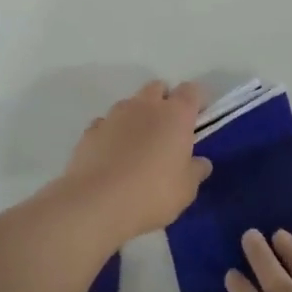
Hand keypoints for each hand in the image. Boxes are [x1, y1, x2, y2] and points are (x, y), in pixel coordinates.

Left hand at [58, 81, 210, 243]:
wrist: (96, 203)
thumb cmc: (152, 193)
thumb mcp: (186, 189)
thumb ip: (195, 171)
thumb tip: (201, 162)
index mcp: (176, 115)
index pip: (191, 91)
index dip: (196, 101)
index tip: (197, 119)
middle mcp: (145, 106)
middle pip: (158, 88)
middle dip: (164, 101)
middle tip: (168, 131)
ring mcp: (114, 115)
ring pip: (130, 104)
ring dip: (137, 117)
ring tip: (138, 146)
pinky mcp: (90, 131)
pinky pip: (106, 123)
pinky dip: (112, 133)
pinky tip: (112, 156)